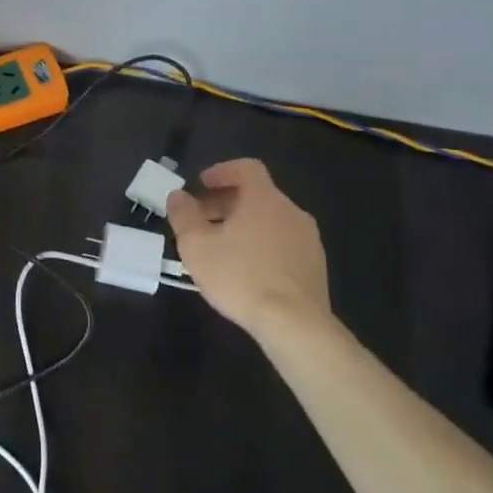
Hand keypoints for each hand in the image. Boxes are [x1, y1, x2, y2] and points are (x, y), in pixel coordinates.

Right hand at [164, 159, 337, 345]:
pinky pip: (283, 242)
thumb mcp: (197, 246)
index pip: (247, 168)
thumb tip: (178, 196)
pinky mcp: (315, 265)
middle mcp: (291, 211)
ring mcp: (308, 239)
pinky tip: (245, 270)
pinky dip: (261, 244)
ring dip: (243, 225)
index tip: (202, 184)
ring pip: (270, 220)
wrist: (294, 323)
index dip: (222, 171)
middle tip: (201, 220)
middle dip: (225, 202)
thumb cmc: (240, 277)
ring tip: (220, 248)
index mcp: (264, 199)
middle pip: (257, 195)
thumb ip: (184, 215)